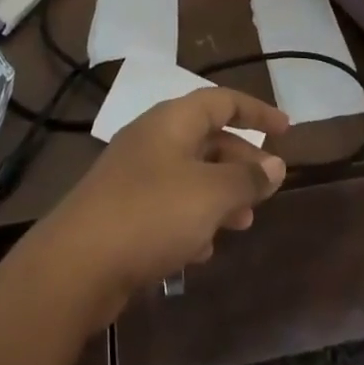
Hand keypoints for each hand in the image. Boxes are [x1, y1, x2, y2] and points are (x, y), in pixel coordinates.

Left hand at [30, 88, 289, 323]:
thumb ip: (246, 178)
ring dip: (219, 195)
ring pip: (189, 174)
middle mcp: (153, 138)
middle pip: (207, 137)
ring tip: (242, 223)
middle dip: (240, 161)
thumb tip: (275, 165)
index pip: (222, 101)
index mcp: (172, 120)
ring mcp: (134, 174)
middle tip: (267, 188)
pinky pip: (169, 204)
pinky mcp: (122, 210)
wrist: (77, 263)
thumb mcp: (210, 194)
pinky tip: (201, 250)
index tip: (287, 129)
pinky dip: (192, 219)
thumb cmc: (152, 214)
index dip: (257, 112)